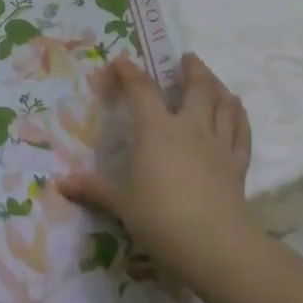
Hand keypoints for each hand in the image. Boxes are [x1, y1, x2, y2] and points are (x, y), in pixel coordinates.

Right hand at [57, 53, 253, 287]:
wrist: (215, 245)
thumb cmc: (160, 218)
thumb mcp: (120, 203)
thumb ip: (93, 189)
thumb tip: (60, 184)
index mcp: (156, 130)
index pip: (141, 90)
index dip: (130, 73)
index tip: (122, 62)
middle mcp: (190, 128)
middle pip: (197, 88)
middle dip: (192, 69)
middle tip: (187, 58)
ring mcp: (218, 145)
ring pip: (224, 105)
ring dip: (218, 86)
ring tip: (213, 80)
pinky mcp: (238, 165)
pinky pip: (242, 132)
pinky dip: (239, 117)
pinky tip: (237, 112)